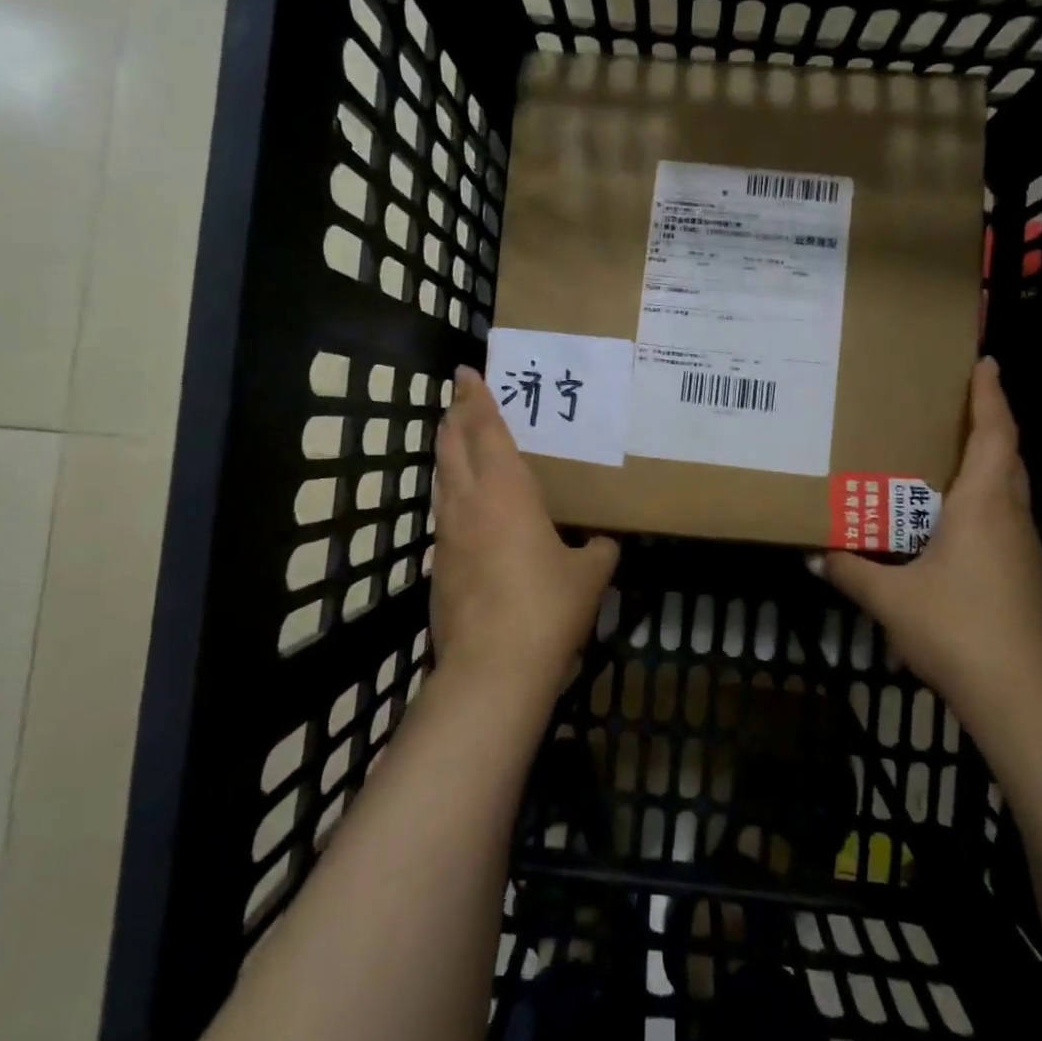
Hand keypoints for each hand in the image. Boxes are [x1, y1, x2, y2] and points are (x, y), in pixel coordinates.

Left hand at [430, 365, 618, 708]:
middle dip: (455, 416)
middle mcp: (468, 502)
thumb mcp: (588, 575)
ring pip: (442, 478)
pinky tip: (467, 508)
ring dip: (449, 452)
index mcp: (506, 490)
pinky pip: (443, 514)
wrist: (492, 668)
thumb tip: (603, 544)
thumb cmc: (546, 607)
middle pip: (452, 445)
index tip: (467, 372)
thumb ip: (597, 550)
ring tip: (460, 441)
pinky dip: (452, 494)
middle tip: (462, 398)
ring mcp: (446, 534)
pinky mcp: (438, 565)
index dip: (476, 397)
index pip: (485, 429)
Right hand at [812, 358, 1041, 726]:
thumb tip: (815, 554)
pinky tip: (952, 527)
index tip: (986, 362)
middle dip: (991, 424)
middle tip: (958, 405)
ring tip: (947, 459)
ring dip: (986, 466)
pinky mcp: (1026, 578)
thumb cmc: (957, 628)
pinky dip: (982, 505)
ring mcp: (1024, 550)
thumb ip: (852, 571)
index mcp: (983, 504)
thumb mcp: (891, 597)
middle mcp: (1010, 517)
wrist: (1024, 695)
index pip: (994, 434)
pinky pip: (1003, 522)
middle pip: (1007, 456)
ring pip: (1008, 491)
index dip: (990, 395)